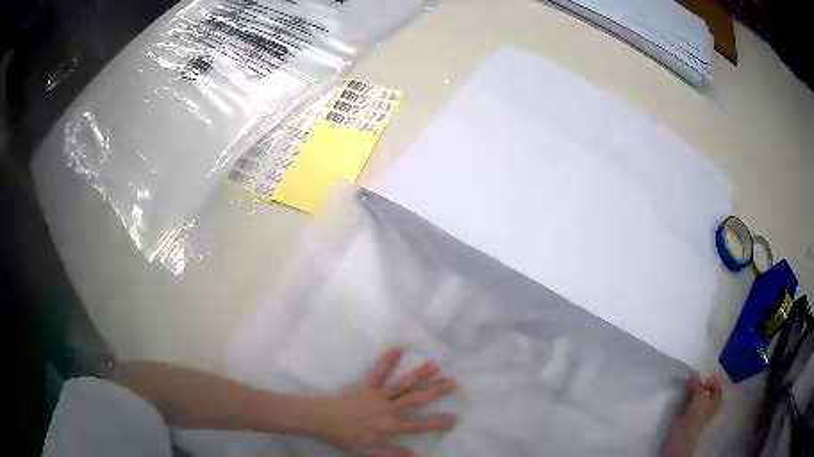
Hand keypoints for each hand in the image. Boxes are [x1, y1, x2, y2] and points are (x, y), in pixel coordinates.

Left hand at [306, 349, 456, 456]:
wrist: (322, 419)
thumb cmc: (346, 436)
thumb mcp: (368, 451)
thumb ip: (392, 454)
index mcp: (389, 426)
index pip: (418, 425)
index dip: (437, 423)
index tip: (455, 418)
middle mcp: (387, 408)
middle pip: (415, 399)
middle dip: (435, 391)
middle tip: (452, 382)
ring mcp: (377, 395)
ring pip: (402, 384)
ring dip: (419, 374)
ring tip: (434, 365)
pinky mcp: (366, 385)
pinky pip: (378, 372)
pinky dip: (387, 360)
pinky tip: (397, 348)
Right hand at [664, 372, 722, 456]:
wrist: (681, 438)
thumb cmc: (695, 417)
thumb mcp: (700, 397)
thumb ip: (698, 384)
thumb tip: (694, 374)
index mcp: (717, 397)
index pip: (716, 381)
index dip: (709, 377)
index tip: (700, 374)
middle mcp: (710, 402)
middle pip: (706, 387)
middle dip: (700, 382)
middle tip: (692, 378)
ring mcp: (699, 408)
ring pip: (698, 393)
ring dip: (693, 389)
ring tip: (687, 385)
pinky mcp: (689, 414)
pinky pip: (690, 400)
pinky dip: (687, 396)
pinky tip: (683, 394)